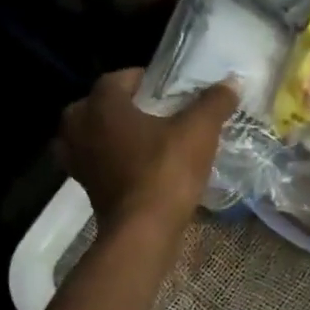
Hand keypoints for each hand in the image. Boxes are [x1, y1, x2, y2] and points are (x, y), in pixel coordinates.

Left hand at [55, 69, 237, 230]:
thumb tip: (232, 82)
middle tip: (155, 113)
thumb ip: (214, 102)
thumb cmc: (166, 171)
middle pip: (98, 105)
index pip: (119, 78)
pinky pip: (95, 162)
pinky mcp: (85, 187)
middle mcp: (79, 127)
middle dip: (123, 106)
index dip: (144, 79)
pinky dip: (110, 160)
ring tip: (144, 139)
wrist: (143, 231)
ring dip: (111, 134)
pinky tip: (137, 165)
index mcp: (102, 105)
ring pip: (91, 135)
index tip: (168, 88)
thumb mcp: (199, 131)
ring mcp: (78, 160)